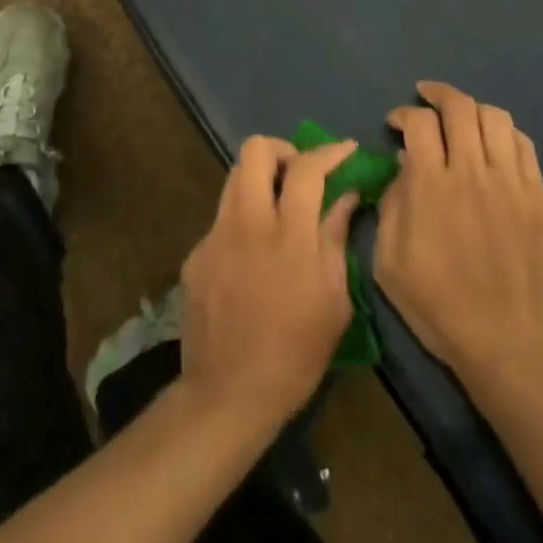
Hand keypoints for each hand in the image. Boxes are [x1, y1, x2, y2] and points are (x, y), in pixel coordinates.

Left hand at [178, 136, 361, 431]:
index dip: (329, 151)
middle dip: (282, 150)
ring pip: (234, 176)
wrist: (228, 393)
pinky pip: (223, 216)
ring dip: (260, 179)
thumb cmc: (295, 354)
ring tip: (278, 206)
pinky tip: (253, 255)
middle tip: (299, 173)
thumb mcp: (334, 301)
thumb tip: (346, 196)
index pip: (306, 168)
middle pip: (255, 150)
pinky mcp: (197, 252)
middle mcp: (248, 222)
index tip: (345, 149)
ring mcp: (216, 234)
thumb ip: (336, 238)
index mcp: (289, 236)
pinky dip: (244, 219)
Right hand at [374, 81, 542, 390]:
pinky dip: (504, 133)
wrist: (513, 349)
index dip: (403, 114)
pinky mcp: (539, 198)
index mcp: (432, 187)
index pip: (419, 123)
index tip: (395, 124)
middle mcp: (474, 172)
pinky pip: (524, 145)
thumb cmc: (441, 309)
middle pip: (460, 107)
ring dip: (472, 109)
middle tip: (425, 97)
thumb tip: (403, 168)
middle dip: (438, 93)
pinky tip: (493, 144)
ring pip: (496, 117)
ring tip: (460, 118)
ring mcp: (512, 183)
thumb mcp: (390, 264)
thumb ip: (390, 206)